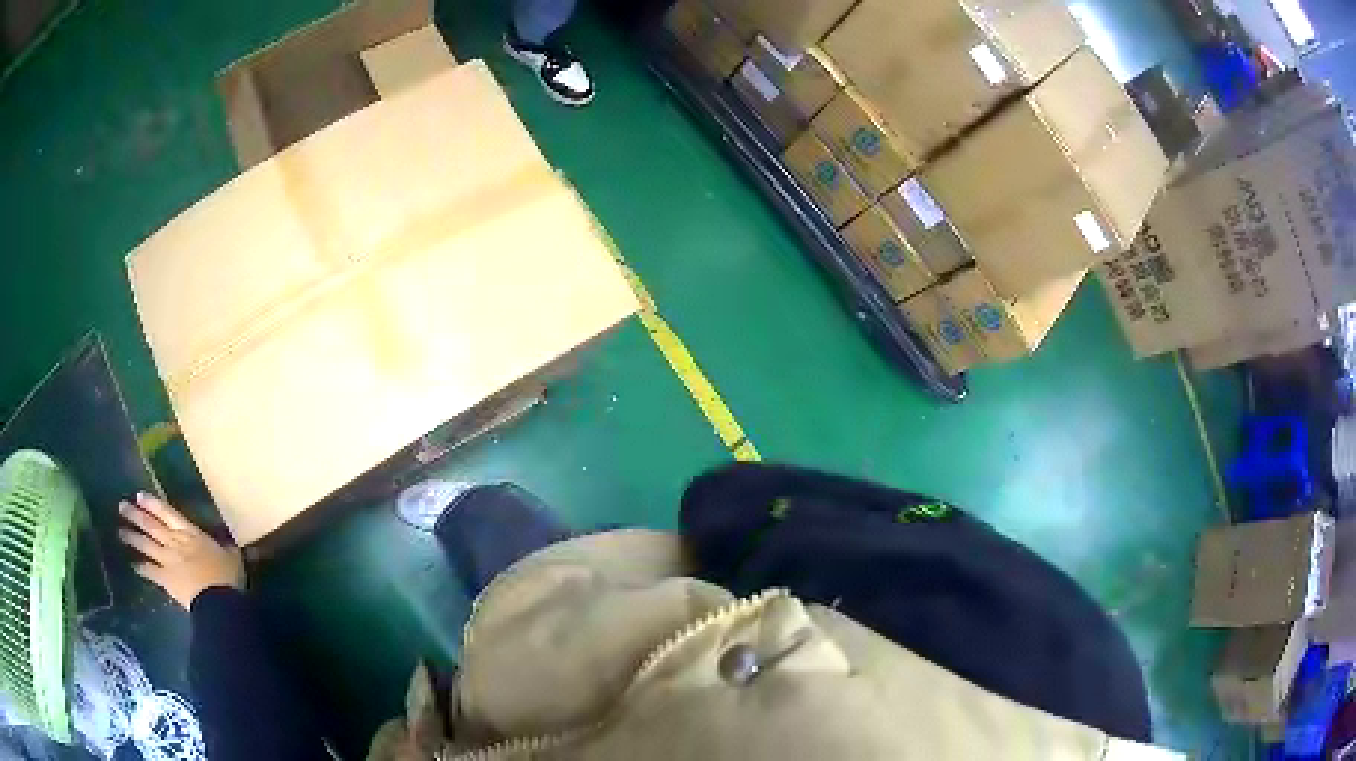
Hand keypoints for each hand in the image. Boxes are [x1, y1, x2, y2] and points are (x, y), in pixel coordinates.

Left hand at [118, 492, 244, 608]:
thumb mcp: (231, 557)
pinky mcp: (166, 579)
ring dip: (132, 538)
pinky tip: (133, 565)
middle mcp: (174, 541)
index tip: (139, 496)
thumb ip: (225, 548)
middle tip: (122, 507)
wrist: (218, 601)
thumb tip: (228, 544)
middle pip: (151, 525)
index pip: (167, 513)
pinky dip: (141, 568)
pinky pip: (150, 571)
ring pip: (146, 545)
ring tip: (120, 531)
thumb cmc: (226, 576)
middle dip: (136, 515)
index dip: (153, 504)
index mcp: (190, 533)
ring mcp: (168, 560)